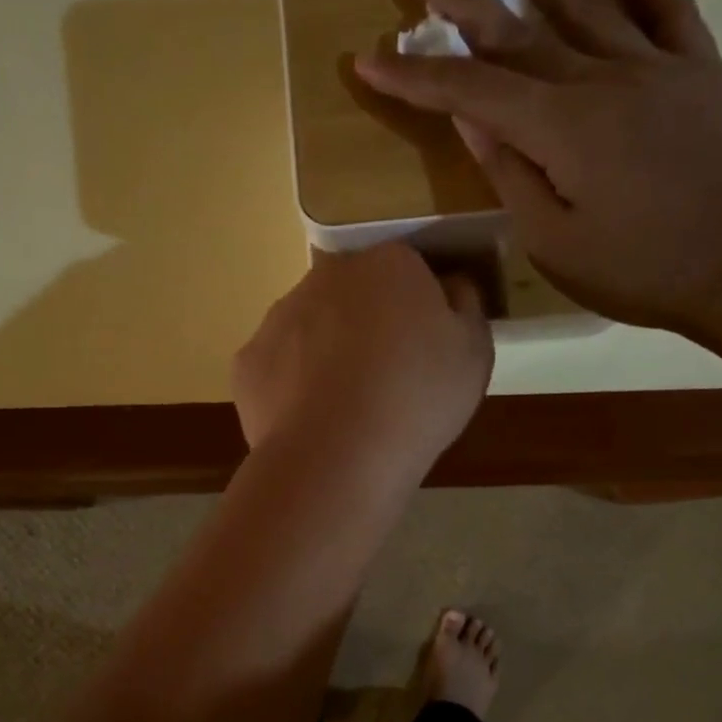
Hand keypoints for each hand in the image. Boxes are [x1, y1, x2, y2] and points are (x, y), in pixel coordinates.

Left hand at [233, 243, 491, 482]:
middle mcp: (326, 276)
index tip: (425, 349)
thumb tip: (449, 287)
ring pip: (310, 327)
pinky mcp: (247, 361)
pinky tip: (311, 422)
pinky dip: (292, 388)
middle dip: (367, 324)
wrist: (337, 457)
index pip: (407, 270)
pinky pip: (278, 367)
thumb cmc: (417, 399)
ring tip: (345, 408)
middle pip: (353, 294)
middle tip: (386, 379)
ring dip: (326, 353)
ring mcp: (279, 317)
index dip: (418, 309)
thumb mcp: (474, 353)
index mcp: (388, 264)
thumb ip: (465, 307)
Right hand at [354, 0, 721, 332]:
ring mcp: (653, 66)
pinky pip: (667, 1)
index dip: (417, 77)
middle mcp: (601, 79)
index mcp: (560, 129)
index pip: (472, 92)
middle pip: (518, 31)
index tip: (370, 61)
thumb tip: (474, 121)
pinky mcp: (697, 68)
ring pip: (584, 0)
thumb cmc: (637, 270)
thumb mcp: (554, 243)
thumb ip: (512, 177)